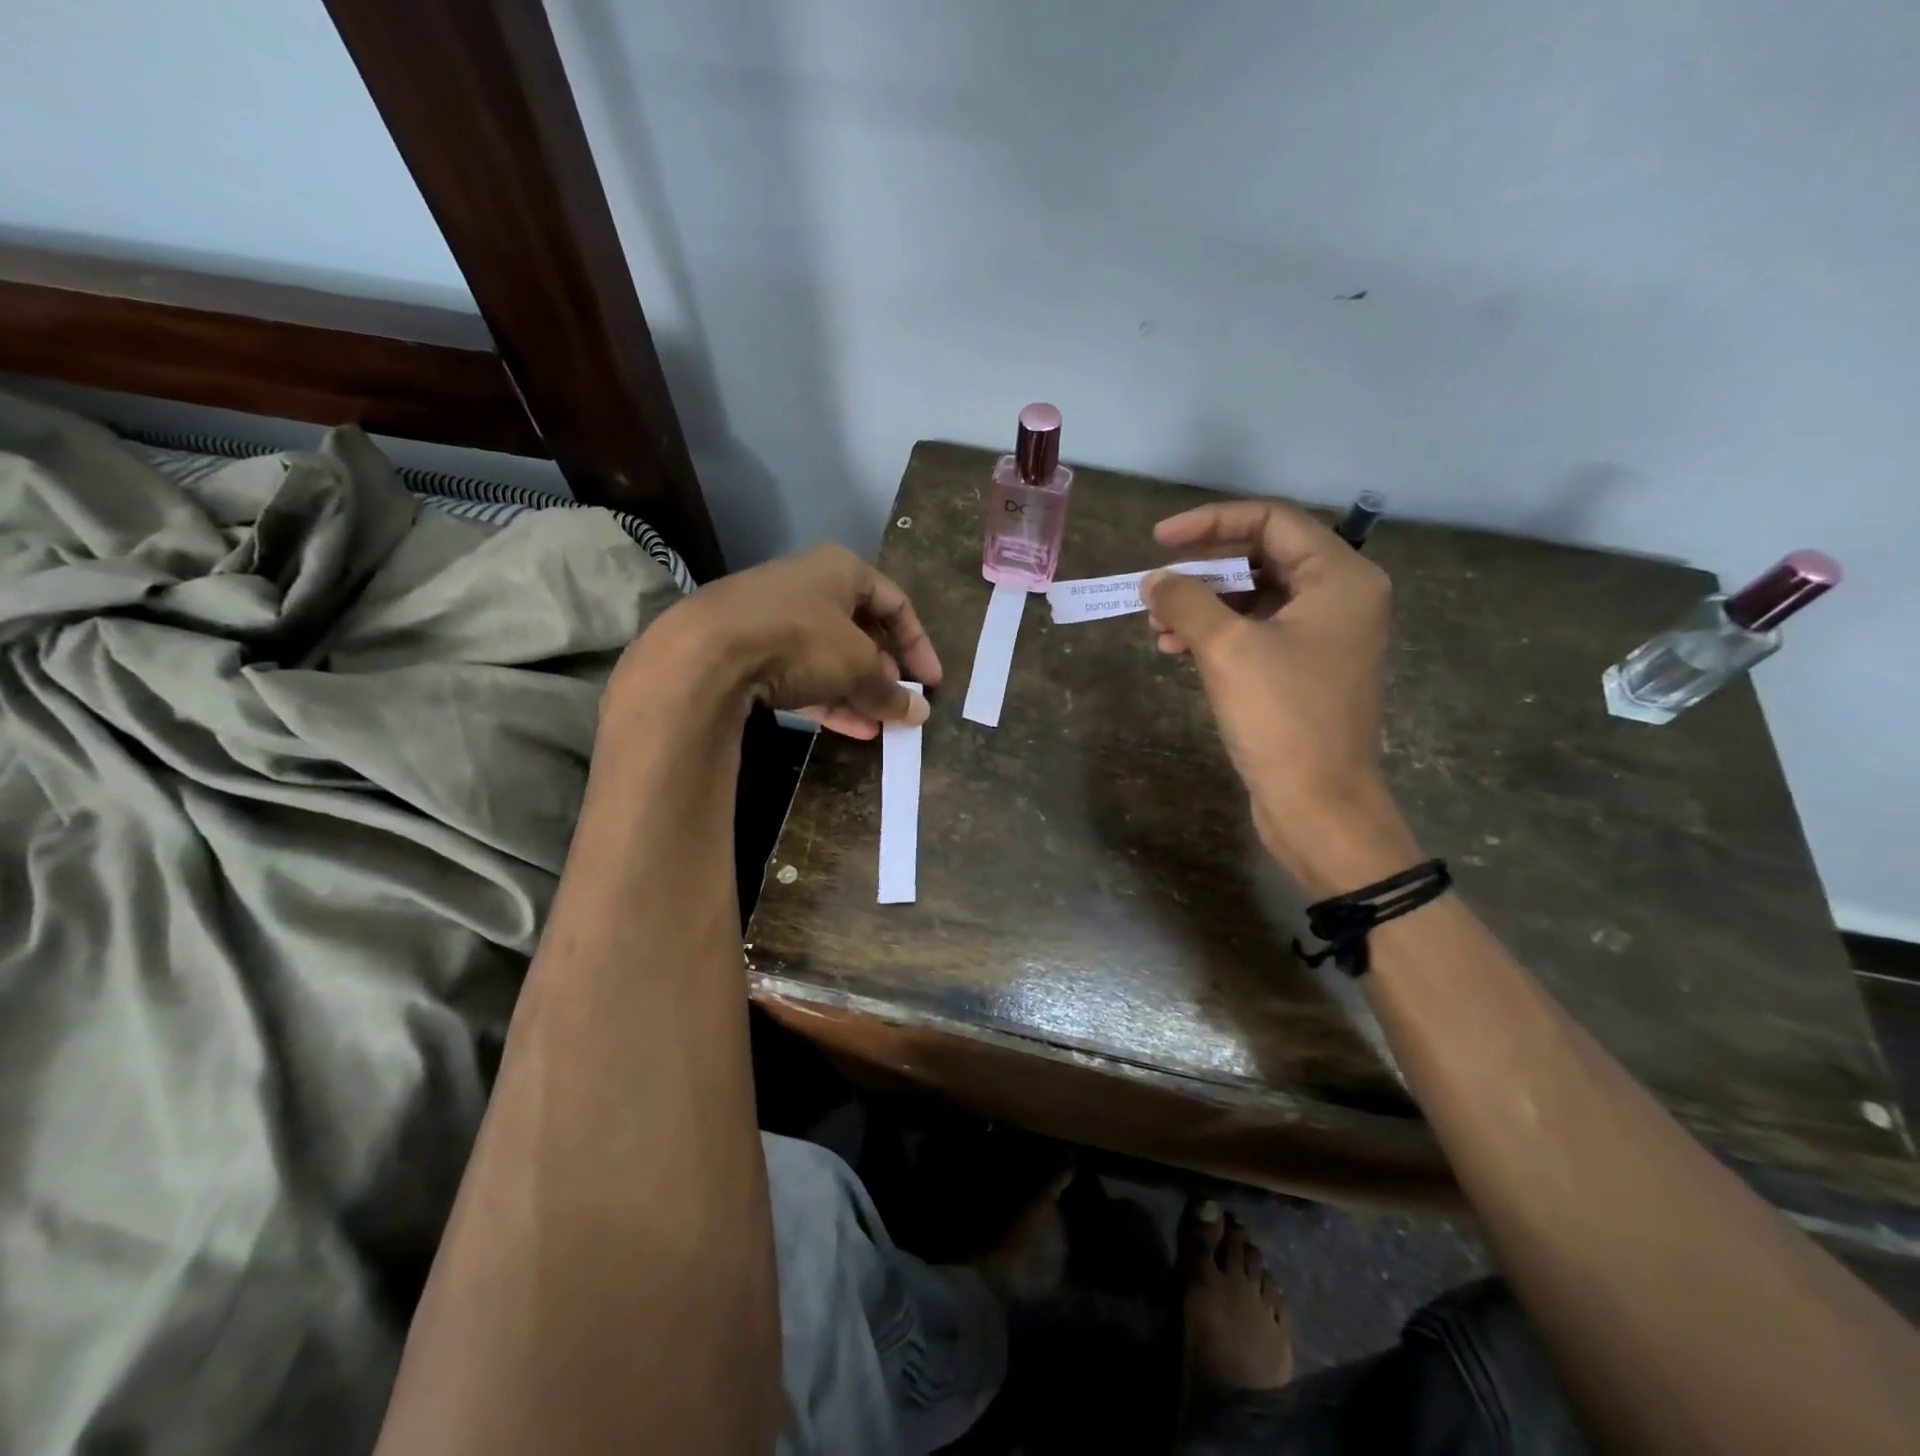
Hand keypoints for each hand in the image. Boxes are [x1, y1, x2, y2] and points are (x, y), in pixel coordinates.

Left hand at [617, 545, 941, 738]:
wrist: (707, 652)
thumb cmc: (800, 640)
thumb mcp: (858, 666)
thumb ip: (891, 690)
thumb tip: (920, 712)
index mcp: (841, 570)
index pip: (896, 604)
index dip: (919, 644)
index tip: (932, 681)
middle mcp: (808, 586)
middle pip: (860, 631)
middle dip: (884, 673)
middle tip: (900, 704)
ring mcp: (774, 617)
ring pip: (829, 657)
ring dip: (857, 692)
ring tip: (878, 726)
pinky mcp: (749, 648)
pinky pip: (800, 674)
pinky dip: (826, 698)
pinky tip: (847, 728)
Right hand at [1141, 500, 1418, 892]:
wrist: (1319, 806)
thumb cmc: (1282, 718)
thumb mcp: (1227, 649)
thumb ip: (1186, 601)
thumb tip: (1154, 580)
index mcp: (1340, 578)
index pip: (1270, 521)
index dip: (1209, 523)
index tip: (1158, 540)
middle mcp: (1339, 598)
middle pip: (1261, 557)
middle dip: (1202, 570)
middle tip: (1154, 587)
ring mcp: (1323, 637)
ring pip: (1253, 598)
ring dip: (1202, 605)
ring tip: (1156, 626)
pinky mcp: (1304, 670)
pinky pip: (1255, 632)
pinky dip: (1215, 634)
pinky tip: (1176, 650)